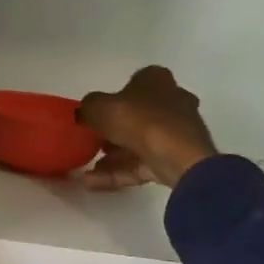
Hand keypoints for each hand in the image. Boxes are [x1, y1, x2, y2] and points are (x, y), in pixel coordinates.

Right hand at [77, 66, 217, 189]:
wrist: (178, 158)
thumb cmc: (139, 120)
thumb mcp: (99, 107)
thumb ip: (88, 107)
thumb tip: (85, 113)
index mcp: (157, 80)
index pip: (134, 83)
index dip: (113, 98)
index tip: (96, 114)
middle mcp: (172, 101)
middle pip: (137, 115)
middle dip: (113, 131)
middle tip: (91, 142)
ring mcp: (177, 132)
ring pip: (139, 143)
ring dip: (112, 157)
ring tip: (87, 170)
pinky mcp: (177, 159)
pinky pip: (142, 164)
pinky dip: (119, 172)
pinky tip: (93, 183)